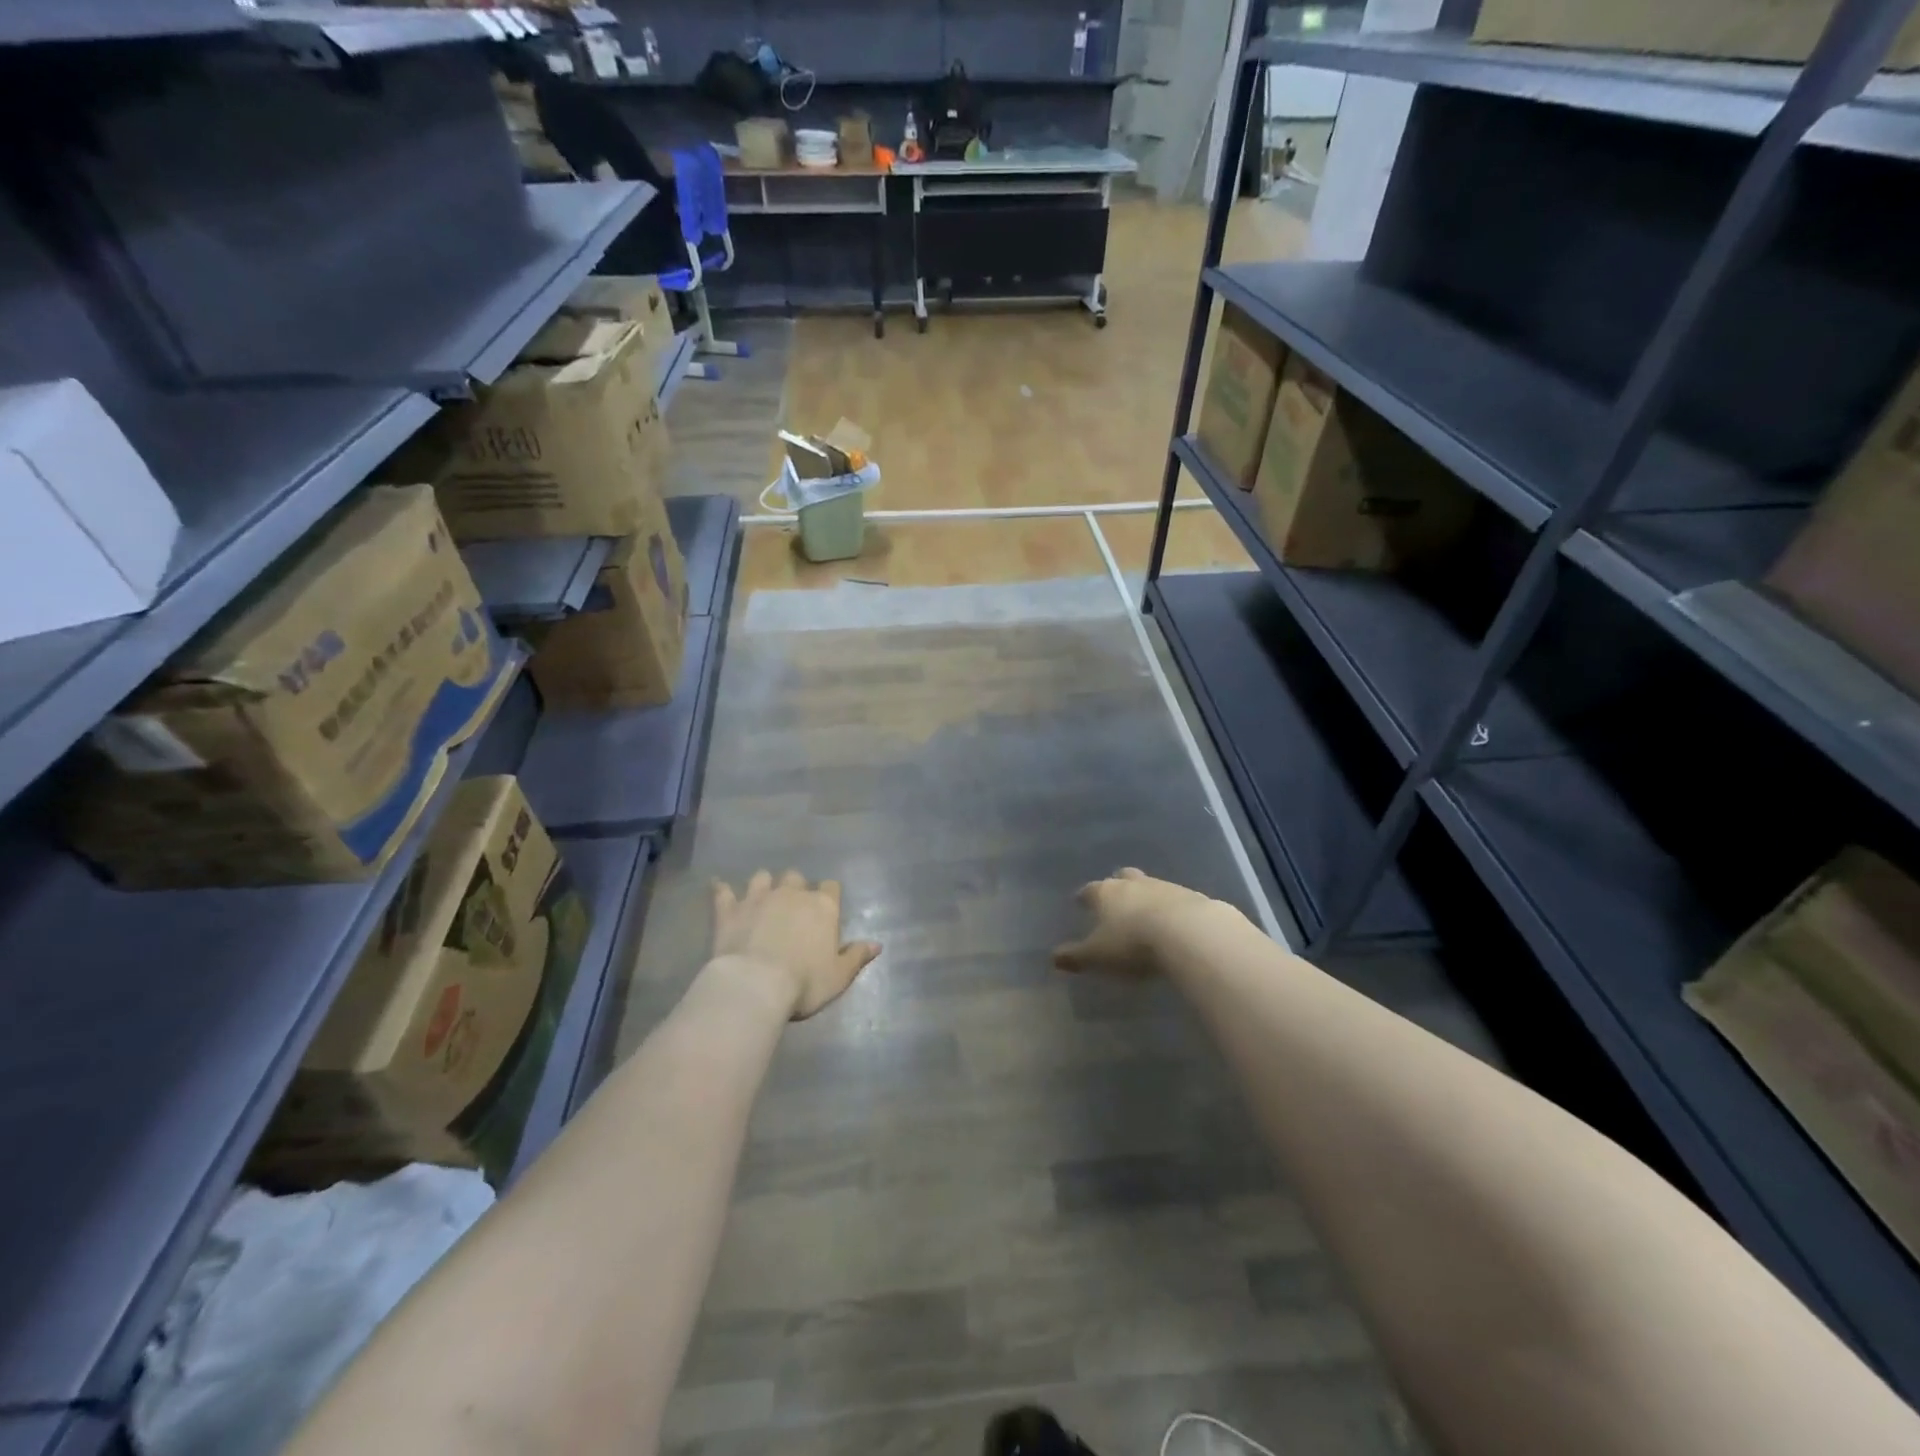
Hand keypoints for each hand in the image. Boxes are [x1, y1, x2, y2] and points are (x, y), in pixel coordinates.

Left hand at [711, 871, 881, 1019]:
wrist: (756, 984)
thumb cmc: (805, 982)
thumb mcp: (839, 976)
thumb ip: (857, 956)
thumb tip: (877, 944)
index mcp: (823, 907)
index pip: (831, 887)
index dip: (829, 895)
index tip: (826, 908)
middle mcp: (792, 894)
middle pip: (796, 877)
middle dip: (795, 888)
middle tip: (793, 907)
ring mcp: (758, 898)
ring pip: (762, 877)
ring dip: (764, 885)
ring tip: (762, 897)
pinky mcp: (730, 909)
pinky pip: (723, 891)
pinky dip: (722, 889)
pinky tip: (718, 886)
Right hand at [1053, 868, 1227, 978]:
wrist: (1189, 933)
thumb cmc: (1133, 943)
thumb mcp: (1098, 956)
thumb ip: (1075, 957)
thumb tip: (1053, 958)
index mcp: (1106, 893)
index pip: (1090, 890)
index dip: (1084, 897)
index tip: (1080, 901)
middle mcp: (1134, 884)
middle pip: (1122, 878)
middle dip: (1117, 886)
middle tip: (1116, 900)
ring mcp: (1165, 887)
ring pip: (1150, 886)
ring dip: (1147, 897)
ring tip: (1146, 915)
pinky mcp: (1192, 897)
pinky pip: (1176, 900)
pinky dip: (1171, 909)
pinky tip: (1174, 924)